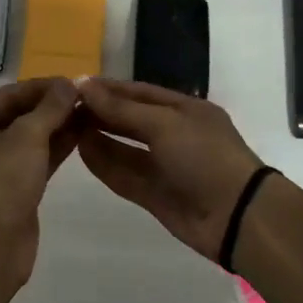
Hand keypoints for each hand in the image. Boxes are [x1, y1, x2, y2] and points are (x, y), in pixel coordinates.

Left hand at [0, 77, 81, 288]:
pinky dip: (55, 149)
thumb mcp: (27, 136)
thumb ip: (50, 107)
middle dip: (51, 106)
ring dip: (57, 126)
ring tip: (90, 113)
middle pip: (18, 114)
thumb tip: (69, 84)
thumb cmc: (0, 182)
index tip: (76, 82)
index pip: (9, 93)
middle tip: (87, 98)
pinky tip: (82, 137)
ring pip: (28, 138)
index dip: (44, 86)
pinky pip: (33, 160)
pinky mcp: (9, 190)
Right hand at [75, 78, 265, 260]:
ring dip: (99, 137)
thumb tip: (83, 85)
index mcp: (184, 109)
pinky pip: (126, 174)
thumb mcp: (163, 123)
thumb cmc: (204, 156)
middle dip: (100, 112)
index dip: (109, 88)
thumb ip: (121, 108)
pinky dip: (105, 163)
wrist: (238, 216)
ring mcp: (165, 166)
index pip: (140, 92)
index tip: (76, 86)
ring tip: (66, 127)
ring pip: (125, 148)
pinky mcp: (157, 195)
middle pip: (130, 119)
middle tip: (64, 107)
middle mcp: (174, 134)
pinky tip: (82, 151)